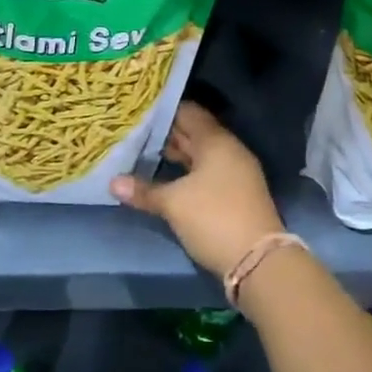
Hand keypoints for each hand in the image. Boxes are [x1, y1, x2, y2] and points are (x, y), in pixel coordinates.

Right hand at [110, 102, 284, 277]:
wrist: (258, 261)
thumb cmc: (214, 218)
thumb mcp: (174, 204)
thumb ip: (144, 191)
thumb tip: (113, 182)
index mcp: (216, 141)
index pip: (188, 112)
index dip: (164, 110)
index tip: (139, 111)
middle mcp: (229, 149)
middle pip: (195, 132)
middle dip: (166, 133)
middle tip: (135, 132)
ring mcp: (236, 171)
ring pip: (201, 153)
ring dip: (177, 154)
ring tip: (144, 152)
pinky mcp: (237, 192)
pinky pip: (208, 170)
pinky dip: (188, 170)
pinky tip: (168, 178)